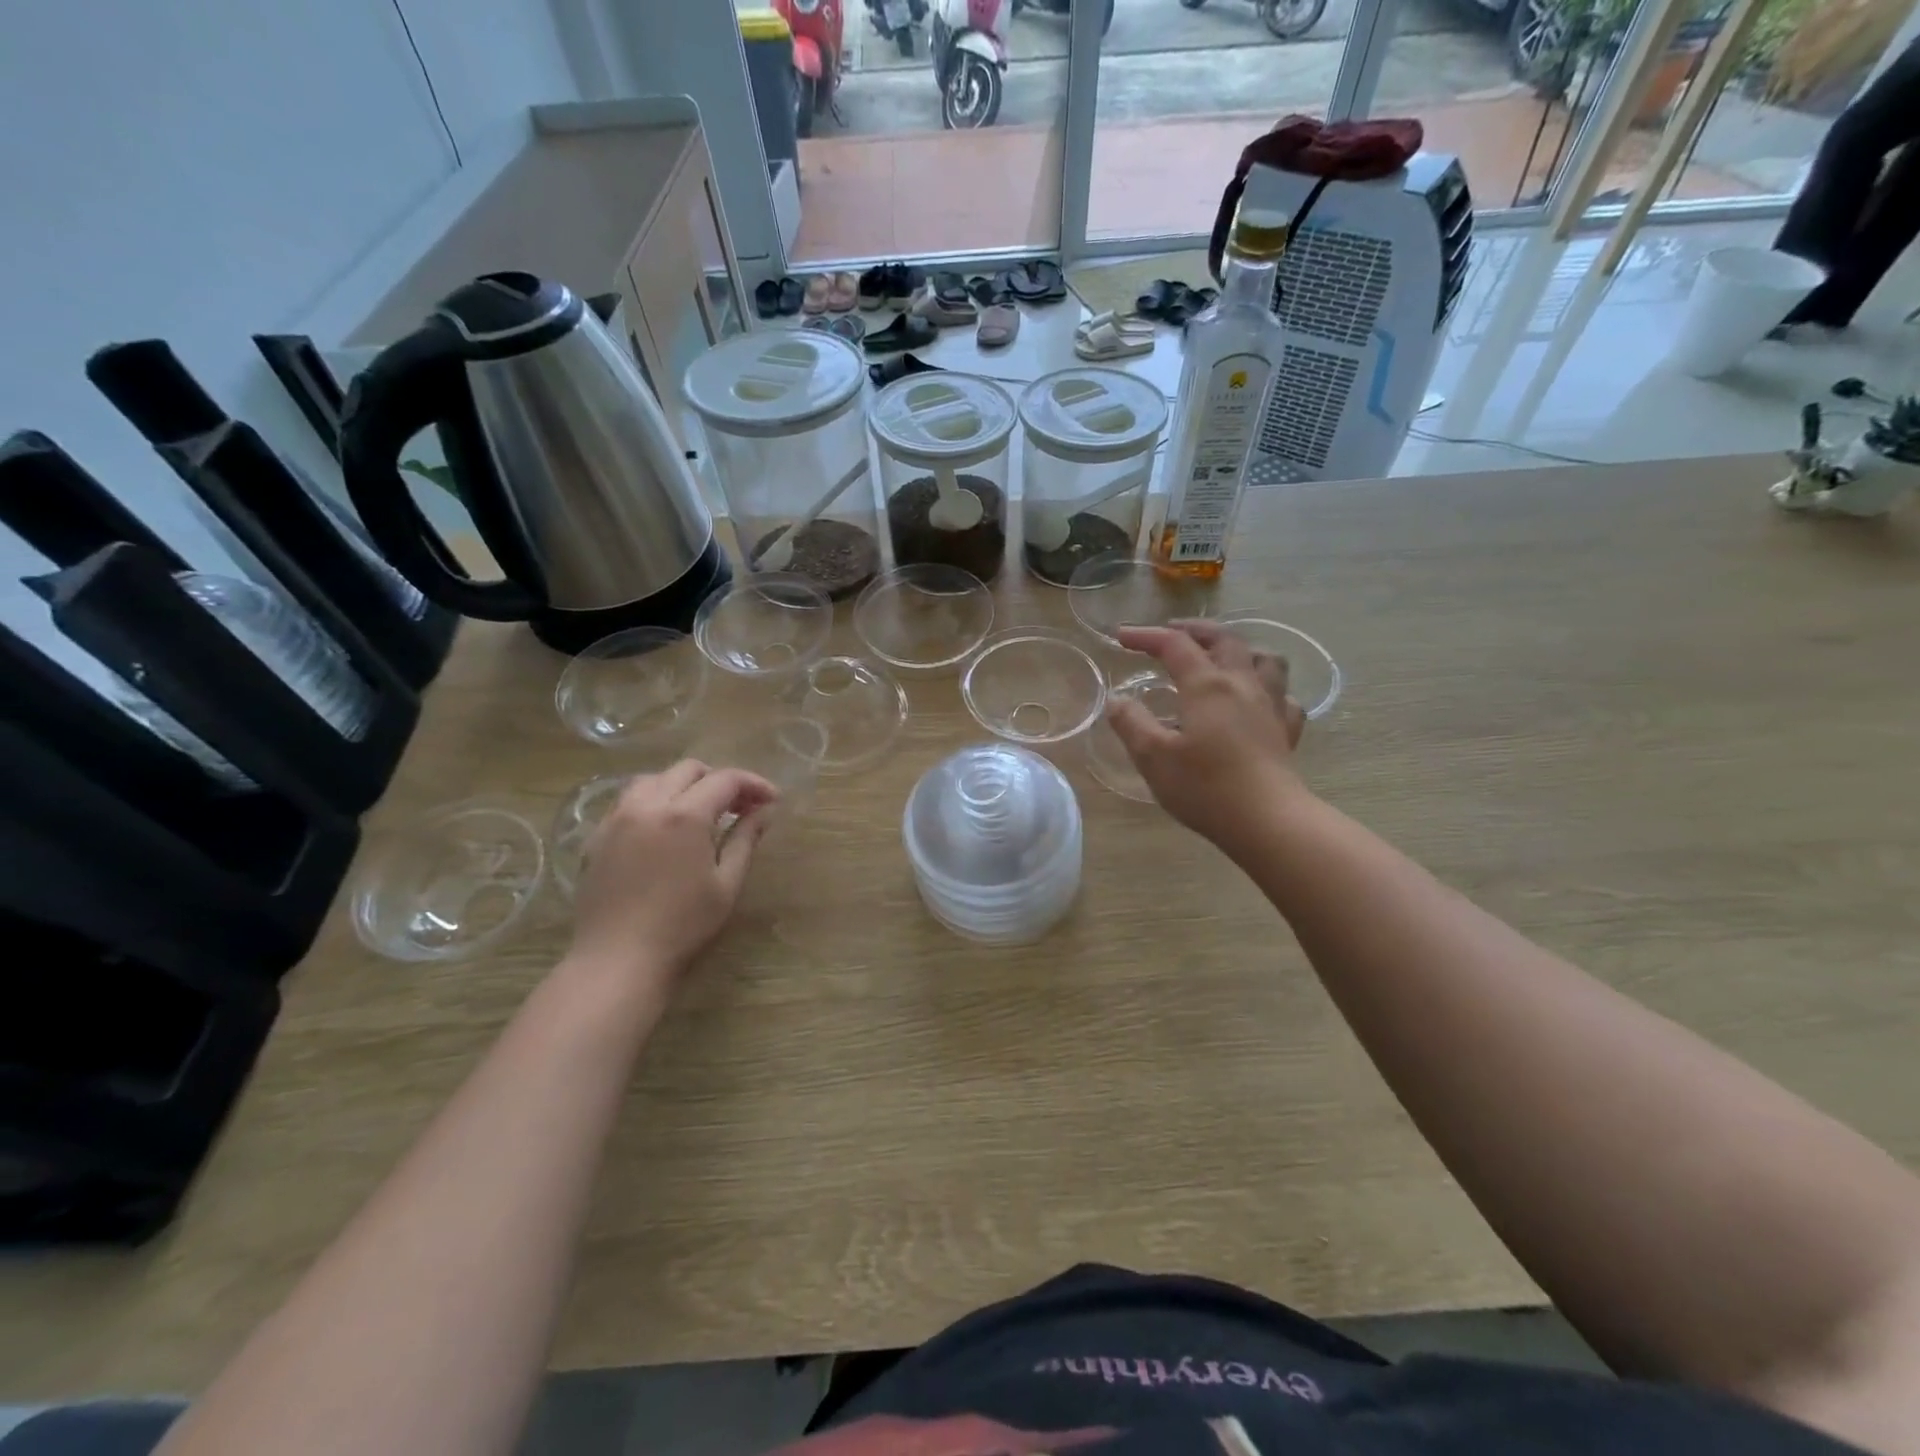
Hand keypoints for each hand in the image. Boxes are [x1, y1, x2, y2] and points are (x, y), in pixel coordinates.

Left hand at [567, 761, 778, 990]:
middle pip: (688, 769)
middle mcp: (648, 804)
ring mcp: (617, 818)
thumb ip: (746, 839)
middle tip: (739, 807)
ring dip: (683, 786)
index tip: (772, 800)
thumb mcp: (726, 884)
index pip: (725, 779)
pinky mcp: (597, 836)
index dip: (754, 784)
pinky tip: (664, 828)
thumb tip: (764, 811)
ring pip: (653, 779)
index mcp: (685, 815)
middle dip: (719, 780)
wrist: (617, 959)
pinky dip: (653, 801)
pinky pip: (627, 801)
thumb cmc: (682, 926)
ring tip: (700, 812)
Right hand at [1107, 621, 1306, 848]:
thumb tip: (1118, 699)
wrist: (1267, 820)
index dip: (1146, 636)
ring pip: (1264, 659)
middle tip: (1172, 632)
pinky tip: (1258, 701)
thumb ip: (1131, 723)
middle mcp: (1242, 684)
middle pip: (1223, 640)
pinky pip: (1283, 697)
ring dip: (1240, 649)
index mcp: (1207, 685)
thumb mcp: (1153, 756)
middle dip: (1194, 630)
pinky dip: (1268, 689)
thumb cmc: (1205, 787)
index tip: (1121, 637)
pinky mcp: (1287, 731)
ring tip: (1222, 657)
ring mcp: (1271, 706)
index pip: (1175, 645)